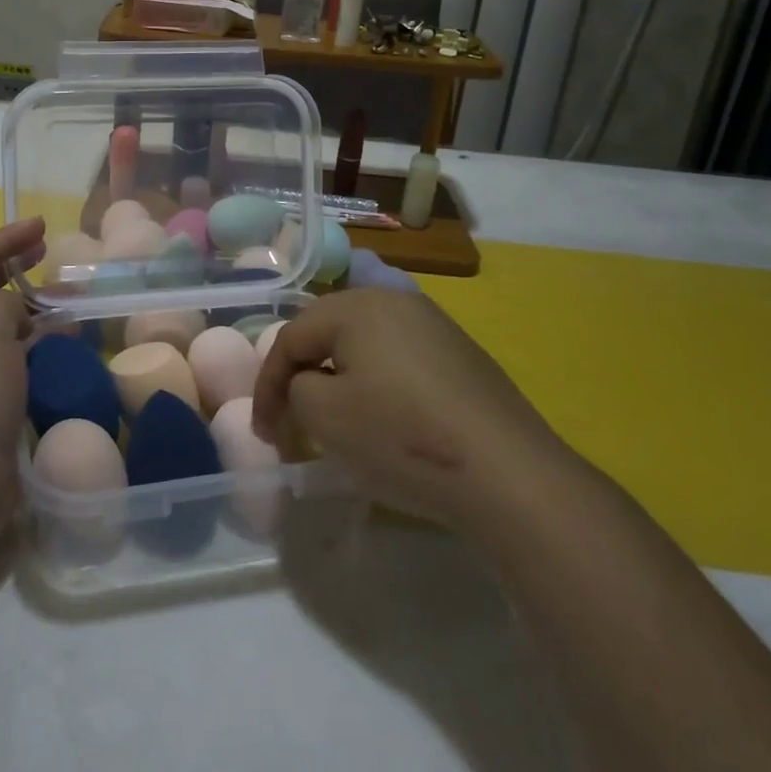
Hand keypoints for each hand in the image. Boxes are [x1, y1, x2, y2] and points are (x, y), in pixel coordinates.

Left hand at [0, 218, 44, 529]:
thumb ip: (4, 300)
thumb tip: (13, 313)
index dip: (4, 238)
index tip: (42, 226)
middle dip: (11, 267)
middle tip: (46, 253)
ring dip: (24, 306)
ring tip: (61, 297)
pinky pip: (0, 354)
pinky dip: (27, 341)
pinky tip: (56, 340)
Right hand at [252, 289, 574, 530]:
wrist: (507, 472)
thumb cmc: (402, 436)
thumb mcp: (325, 416)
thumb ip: (295, 390)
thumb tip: (306, 385)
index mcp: (356, 304)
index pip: (291, 337)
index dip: (268, 385)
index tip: (263, 433)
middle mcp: (394, 299)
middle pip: (327, 332)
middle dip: (301, 376)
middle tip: (290, 420)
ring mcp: (433, 324)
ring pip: (364, 344)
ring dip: (338, 378)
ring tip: (332, 420)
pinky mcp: (460, 353)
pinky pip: (398, 358)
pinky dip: (376, 384)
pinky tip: (384, 419)